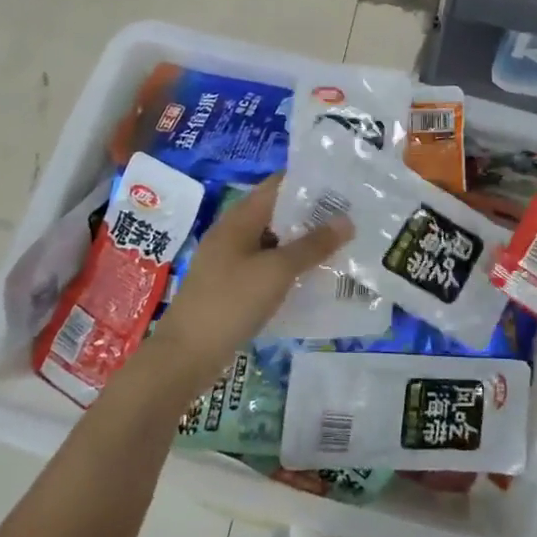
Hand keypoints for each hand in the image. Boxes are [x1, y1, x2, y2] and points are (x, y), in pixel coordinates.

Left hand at [138, 176, 349, 391]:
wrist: (185, 356)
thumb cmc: (231, 302)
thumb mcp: (277, 271)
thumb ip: (313, 245)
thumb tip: (347, 220)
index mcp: (239, 219)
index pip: (277, 185)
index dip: (308, 180)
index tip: (342, 184)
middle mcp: (233, 233)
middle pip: (277, 212)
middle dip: (311, 214)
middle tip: (350, 216)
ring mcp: (230, 261)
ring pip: (273, 242)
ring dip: (303, 242)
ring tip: (341, 244)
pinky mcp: (232, 286)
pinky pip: (267, 267)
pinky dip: (289, 267)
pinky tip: (314, 277)